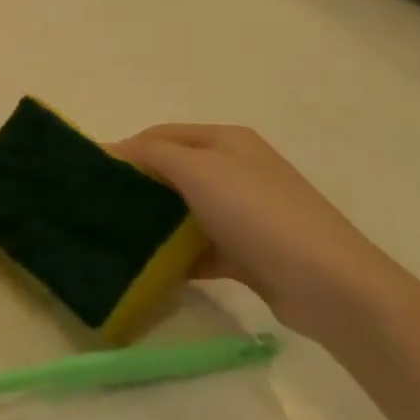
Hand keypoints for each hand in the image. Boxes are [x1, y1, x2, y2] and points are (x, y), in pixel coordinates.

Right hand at [109, 125, 393, 338]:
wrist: (330, 285)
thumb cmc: (258, 214)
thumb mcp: (199, 170)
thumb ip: (153, 154)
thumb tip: (111, 148)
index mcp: (225, 141)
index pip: (161, 135)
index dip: (126, 149)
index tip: (89, 174)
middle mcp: (235, 170)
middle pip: (172, 172)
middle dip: (136, 186)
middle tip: (97, 207)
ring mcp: (243, 213)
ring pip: (183, 211)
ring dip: (153, 222)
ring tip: (114, 237)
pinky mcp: (247, 252)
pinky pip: (199, 247)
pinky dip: (176, 255)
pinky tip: (149, 268)